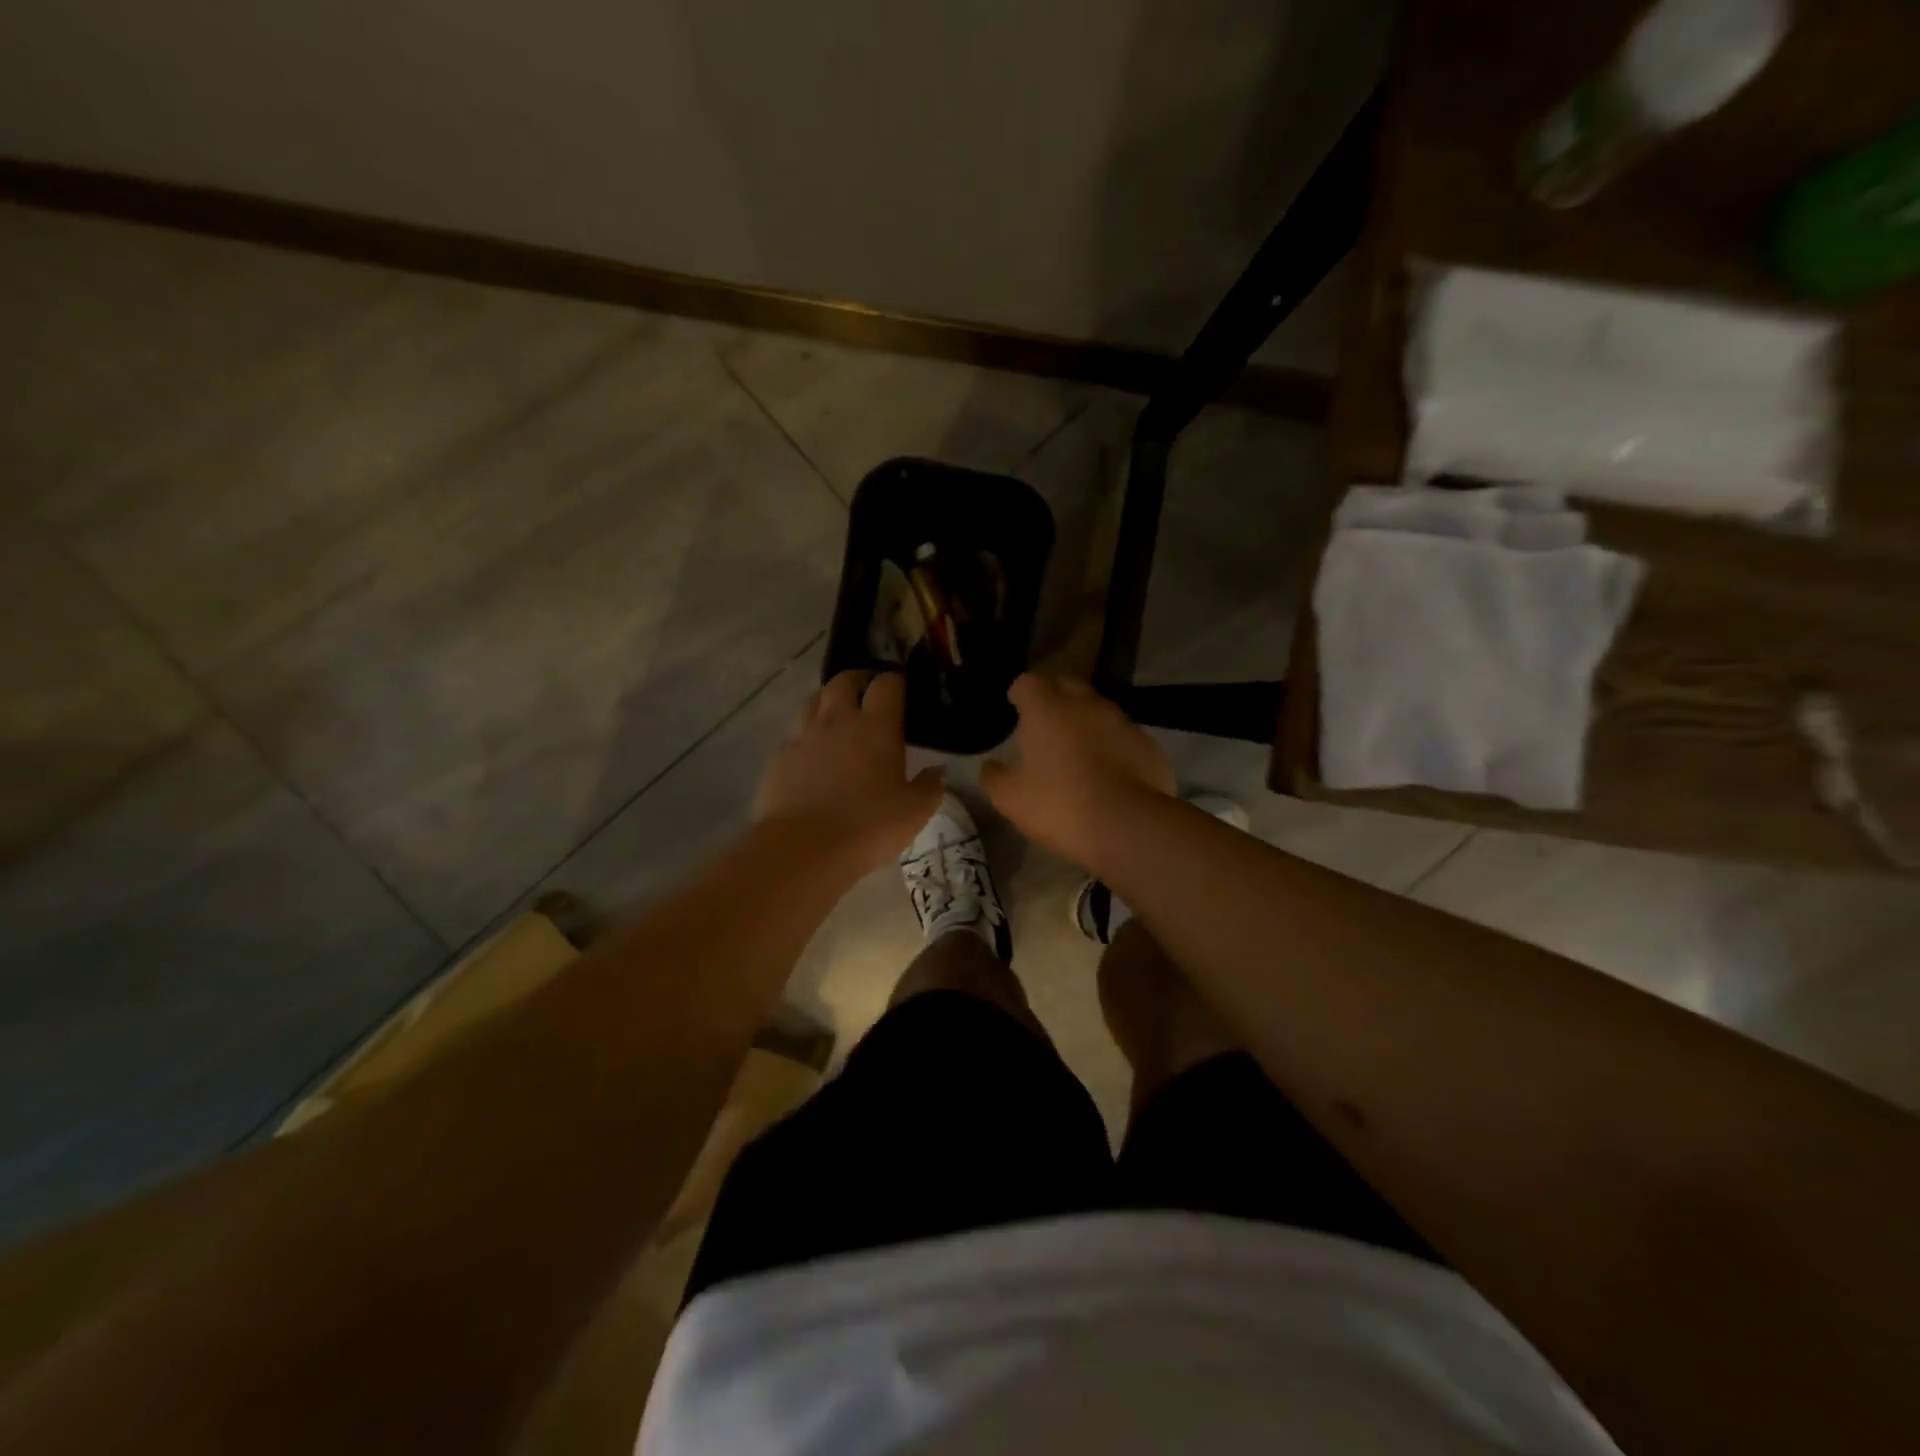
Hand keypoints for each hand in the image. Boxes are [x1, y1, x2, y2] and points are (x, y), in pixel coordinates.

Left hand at [755, 670, 943, 869]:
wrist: (805, 848)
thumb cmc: (869, 826)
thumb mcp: (914, 812)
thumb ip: (930, 786)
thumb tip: (937, 770)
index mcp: (876, 726)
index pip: (886, 684)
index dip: (894, 681)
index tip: (901, 688)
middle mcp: (837, 720)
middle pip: (843, 681)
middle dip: (857, 680)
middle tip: (866, 693)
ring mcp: (803, 736)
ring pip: (812, 701)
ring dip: (827, 702)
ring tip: (836, 717)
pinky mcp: (778, 757)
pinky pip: (793, 734)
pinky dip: (805, 736)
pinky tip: (811, 755)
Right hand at [980, 673, 1172, 865]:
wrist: (1128, 825)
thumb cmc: (1059, 804)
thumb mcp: (1011, 798)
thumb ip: (994, 777)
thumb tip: (990, 766)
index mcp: (1047, 709)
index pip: (1028, 682)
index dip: (1020, 693)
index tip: (1016, 708)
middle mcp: (1086, 704)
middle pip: (1067, 685)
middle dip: (1054, 697)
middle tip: (1044, 723)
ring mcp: (1122, 722)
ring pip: (1099, 709)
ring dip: (1085, 721)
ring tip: (1077, 749)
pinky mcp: (1148, 745)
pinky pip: (1123, 736)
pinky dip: (1113, 745)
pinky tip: (1109, 772)